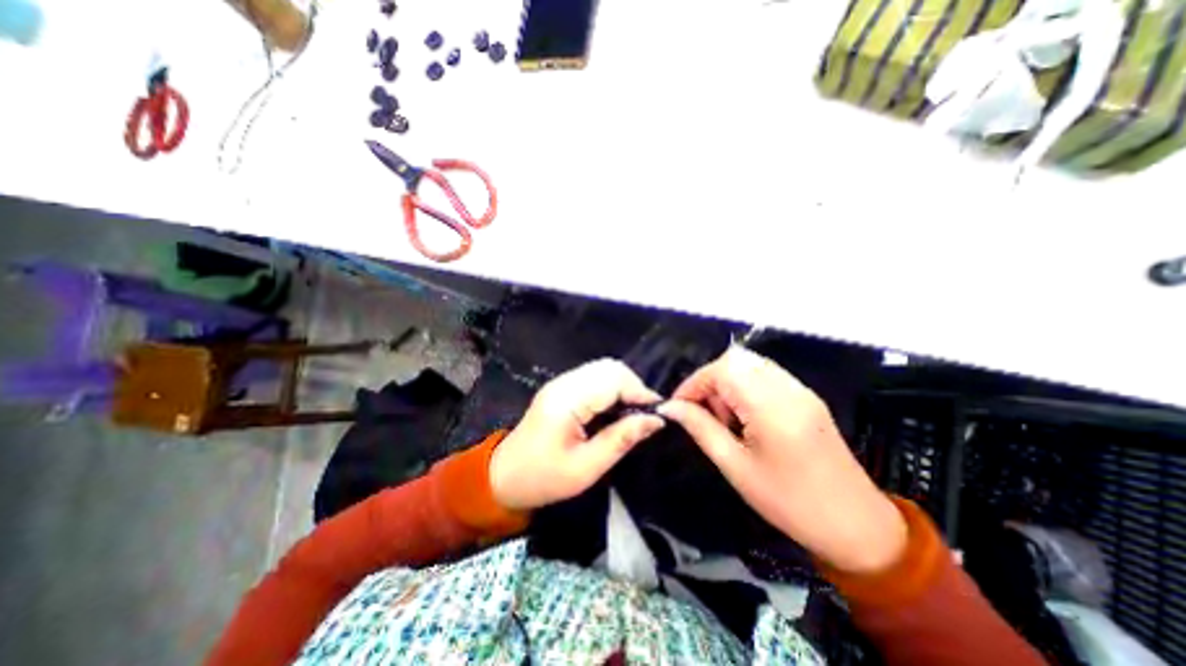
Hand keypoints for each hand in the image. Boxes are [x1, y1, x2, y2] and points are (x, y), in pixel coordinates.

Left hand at [488, 359, 662, 508]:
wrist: (504, 476)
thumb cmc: (543, 478)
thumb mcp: (586, 468)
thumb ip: (621, 439)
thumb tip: (656, 420)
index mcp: (567, 400)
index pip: (613, 379)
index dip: (640, 392)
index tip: (657, 414)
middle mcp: (564, 383)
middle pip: (610, 367)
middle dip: (633, 387)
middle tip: (644, 416)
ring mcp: (561, 382)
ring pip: (604, 369)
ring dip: (624, 387)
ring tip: (632, 414)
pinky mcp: (562, 387)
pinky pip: (595, 378)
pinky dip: (612, 389)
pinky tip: (615, 410)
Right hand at [658, 345, 908, 573]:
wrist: (857, 525)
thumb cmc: (789, 503)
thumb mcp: (736, 467)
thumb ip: (701, 429)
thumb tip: (670, 408)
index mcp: (771, 408)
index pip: (721, 370)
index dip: (694, 383)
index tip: (679, 407)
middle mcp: (788, 388)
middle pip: (735, 359)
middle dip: (710, 381)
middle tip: (705, 414)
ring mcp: (800, 389)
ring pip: (749, 364)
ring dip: (727, 383)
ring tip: (726, 419)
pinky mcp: (806, 395)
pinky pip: (765, 375)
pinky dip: (745, 387)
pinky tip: (746, 417)